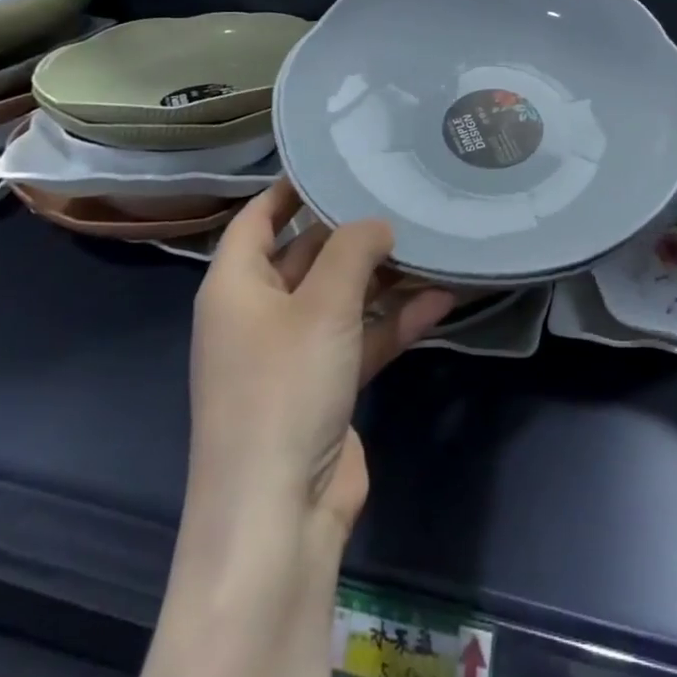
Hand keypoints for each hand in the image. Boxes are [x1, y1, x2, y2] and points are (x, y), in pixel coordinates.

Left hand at [141, 182, 453, 676]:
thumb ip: (354, 249)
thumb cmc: (284, 390)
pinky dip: (395, 319)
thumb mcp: (323, 305)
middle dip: (352, 229)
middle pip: (306, 254)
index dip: (290, 186)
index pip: (257, 218)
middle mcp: (259, 315)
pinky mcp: (325, 387)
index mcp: (235, 287)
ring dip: (382, 275)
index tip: (337, 158)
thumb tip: (378, 223)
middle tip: (400, 192)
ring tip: (430, 239)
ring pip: (341, 296)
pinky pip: (362, 337)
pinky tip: (442, 297)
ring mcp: (293, 353)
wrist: (277, 517)